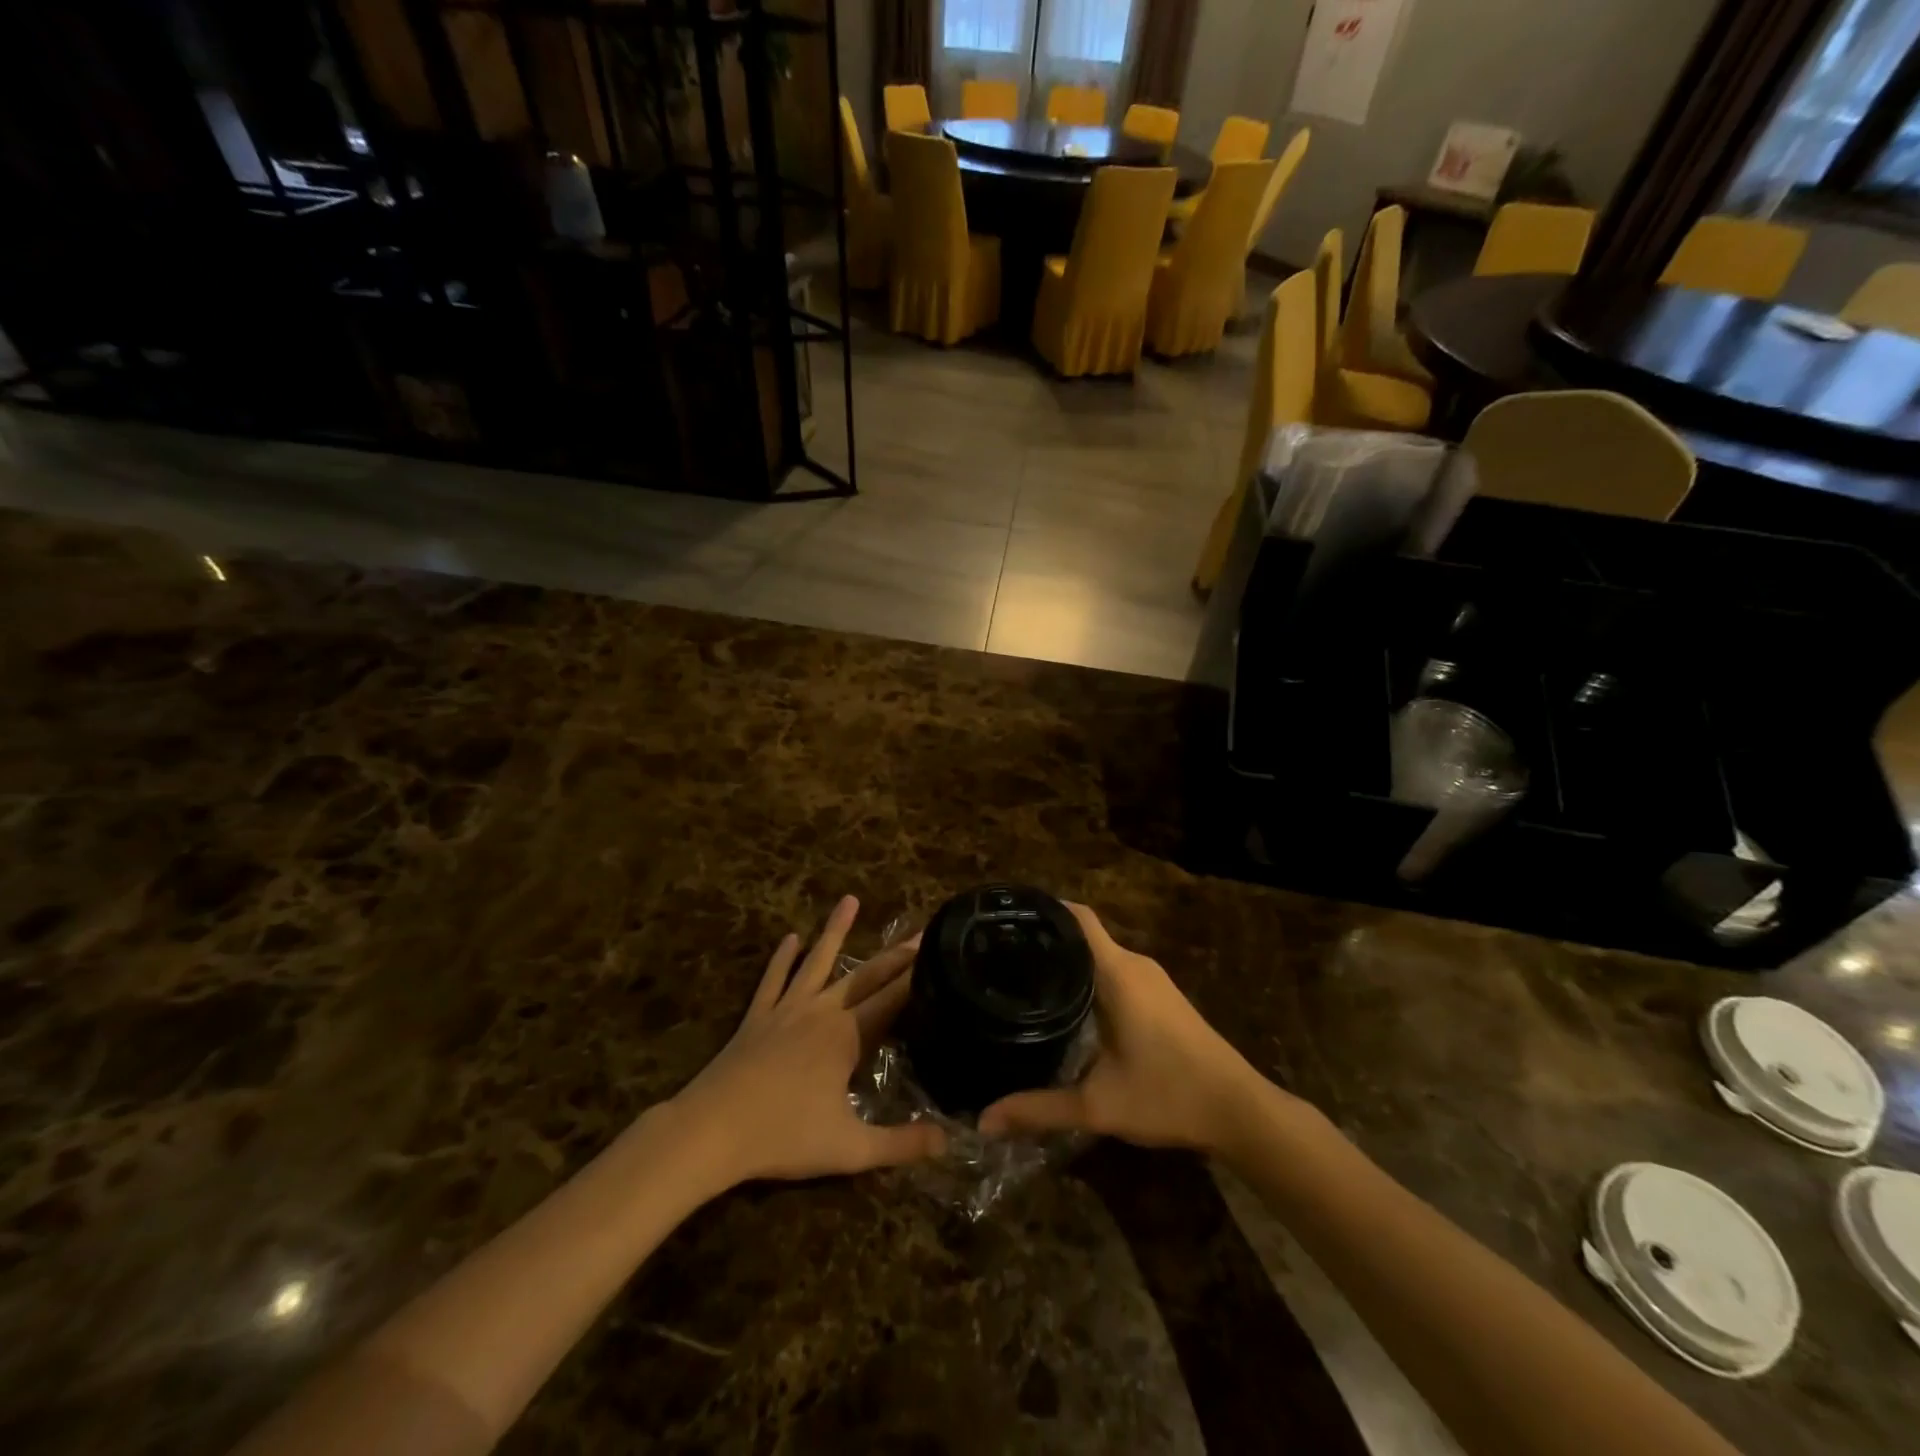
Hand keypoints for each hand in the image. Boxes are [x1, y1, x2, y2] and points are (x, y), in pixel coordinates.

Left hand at [667, 896, 945, 1188]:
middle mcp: (821, 1012)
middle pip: (864, 976)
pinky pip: (773, 980)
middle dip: (895, 955)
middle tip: (919, 931)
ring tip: (849, 899)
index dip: (917, 978)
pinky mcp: (757, 1017)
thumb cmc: (783, 1137)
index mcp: (846, 1037)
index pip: (892, 1000)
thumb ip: (901, 1145)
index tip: (938, 952)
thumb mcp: (850, 1149)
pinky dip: (782, 958)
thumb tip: (949, 1140)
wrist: (710, 1131)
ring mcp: (786, 1010)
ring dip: (835, 931)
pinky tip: (790, 938)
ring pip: (817, 962)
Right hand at [978, 903, 1272, 1153]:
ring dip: (1068, 960)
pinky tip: (1066, 1002)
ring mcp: (1152, 979)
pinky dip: (1089, 976)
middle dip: (1045, 939)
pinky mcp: (1161, 995)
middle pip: (1082, 933)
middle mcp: (1135, 964)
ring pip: (1100, 954)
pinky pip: (1116, 970)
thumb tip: (984, 1120)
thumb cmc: (1167, 1095)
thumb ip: (1038, 1109)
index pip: (1075, 917)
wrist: (1239, 1111)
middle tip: (1000, 955)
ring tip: (1022, 975)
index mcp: (1117, 972)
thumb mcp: (1097, 1105)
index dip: (1042, 909)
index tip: (1005, 918)